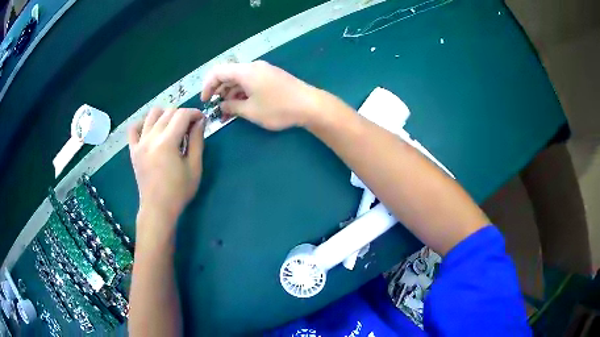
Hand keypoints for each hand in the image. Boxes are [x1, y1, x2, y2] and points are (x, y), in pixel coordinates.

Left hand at [128, 107, 205, 231]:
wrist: (157, 208)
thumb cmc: (178, 191)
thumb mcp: (194, 167)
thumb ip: (197, 141)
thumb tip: (200, 122)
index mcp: (167, 142)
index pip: (182, 115)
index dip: (195, 113)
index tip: (201, 120)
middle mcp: (151, 138)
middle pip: (168, 112)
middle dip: (182, 115)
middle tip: (189, 128)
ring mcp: (140, 143)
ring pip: (152, 114)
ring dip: (165, 115)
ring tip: (171, 127)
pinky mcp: (133, 150)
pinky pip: (134, 128)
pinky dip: (143, 123)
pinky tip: (151, 129)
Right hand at [201, 60, 323, 129]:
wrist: (310, 105)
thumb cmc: (278, 108)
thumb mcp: (251, 111)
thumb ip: (232, 107)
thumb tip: (221, 105)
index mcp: (245, 71)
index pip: (218, 72)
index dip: (207, 85)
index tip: (205, 101)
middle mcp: (253, 67)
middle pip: (228, 74)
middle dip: (219, 91)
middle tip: (217, 108)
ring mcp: (264, 71)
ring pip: (240, 79)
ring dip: (231, 93)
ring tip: (228, 111)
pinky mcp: (271, 77)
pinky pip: (251, 81)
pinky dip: (243, 92)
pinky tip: (242, 105)